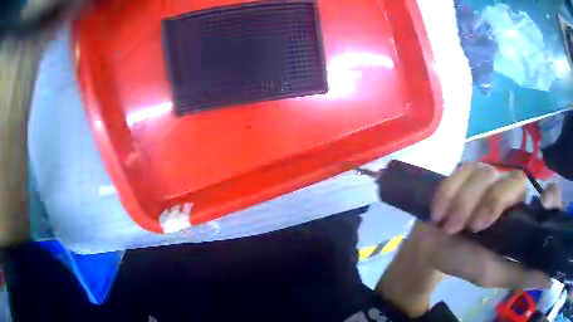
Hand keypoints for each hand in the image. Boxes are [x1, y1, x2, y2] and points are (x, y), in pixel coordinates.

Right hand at [377, 163, 556, 316]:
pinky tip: (438, 212)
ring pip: (486, 173)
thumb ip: (521, 276)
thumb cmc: (465, 263)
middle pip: (515, 180)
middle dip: (492, 203)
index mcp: (521, 217)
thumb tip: (550, 280)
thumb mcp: (494, 275)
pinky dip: (449, 192)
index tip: (544, 202)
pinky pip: (463, 169)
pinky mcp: (467, 171)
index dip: (551, 195)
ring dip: (464, 202)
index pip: (548, 196)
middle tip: (471, 228)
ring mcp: (489, 178)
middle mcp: (511, 193)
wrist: (432, 251)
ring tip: (448, 226)